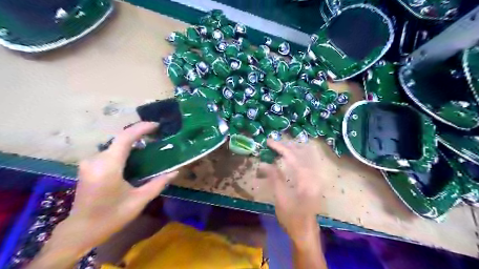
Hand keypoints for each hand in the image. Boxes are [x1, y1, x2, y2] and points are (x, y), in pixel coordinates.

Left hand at [39, 123, 176, 260]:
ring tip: (149, 146)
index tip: (157, 125)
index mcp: (108, 167)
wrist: (81, 231)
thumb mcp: (139, 200)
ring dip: (132, 143)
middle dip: (139, 135)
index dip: (141, 128)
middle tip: (157, 137)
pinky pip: (109, 152)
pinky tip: (135, 157)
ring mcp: (89, 162)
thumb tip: (175, 172)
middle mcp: (96, 160)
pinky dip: (124, 150)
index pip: (125, 137)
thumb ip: (158, 183)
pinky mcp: (88, 166)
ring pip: (115, 145)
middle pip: (120, 139)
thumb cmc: (112, 217)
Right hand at [261, 140, 322, 242]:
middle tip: (272, 143)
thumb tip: (264, 163)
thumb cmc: (292, 218)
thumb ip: (274, 177)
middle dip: (286, 146)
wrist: (306, 232)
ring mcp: (316, 178)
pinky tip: (291, 155)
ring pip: (305, 156)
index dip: (280, 147)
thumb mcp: (281, 198)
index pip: (293, 157)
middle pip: (300, 154)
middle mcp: (313, 175)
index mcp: (306, 180)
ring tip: (280, 146)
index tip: (269, 142)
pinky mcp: (314, 181)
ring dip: (292, 149)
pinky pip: (306, 162)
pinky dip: (297, 156)